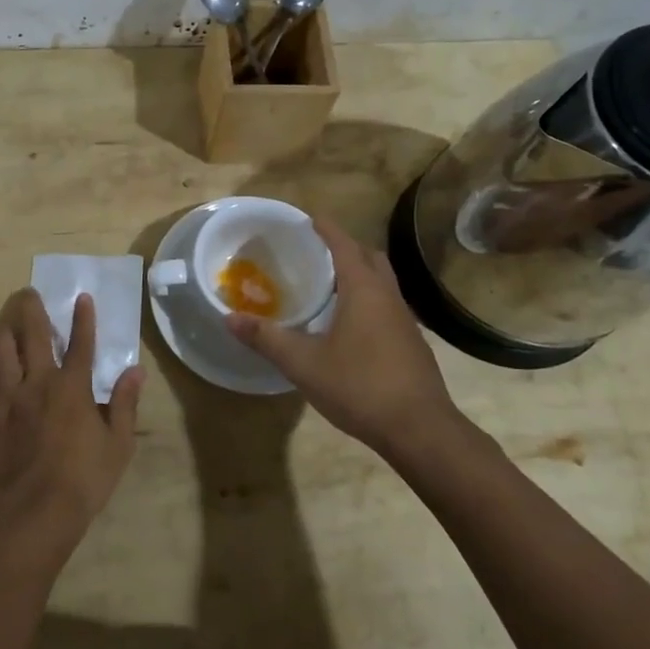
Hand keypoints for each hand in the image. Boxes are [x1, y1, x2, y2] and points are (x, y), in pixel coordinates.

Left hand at [0, 289, 142, 563]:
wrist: (29, 518)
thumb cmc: (82, 483)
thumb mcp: (117, 447)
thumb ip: (125, 405)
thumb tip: (135, 371)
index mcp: (72, 388)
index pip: (81, 343)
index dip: (84, 318)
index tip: (82, 296)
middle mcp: (37, 383)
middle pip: (32, 335)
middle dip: (31, 309)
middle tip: (28, 293)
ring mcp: (6, 399)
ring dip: (1, 334)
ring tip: (4, 328)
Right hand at [225, 217, 458, 456]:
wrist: (420, 429)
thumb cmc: (360, 386)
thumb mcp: (303, 363)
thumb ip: (266, 338)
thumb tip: (229, 317)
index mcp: (364, 289)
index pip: (344, 244)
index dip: (326, 229)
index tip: (309, 218)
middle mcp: (388, 296)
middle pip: (369, 257)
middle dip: (345, 248)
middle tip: (316, 252)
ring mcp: (405, 320)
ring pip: (382, 282)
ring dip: (359, 274)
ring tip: (329, 286)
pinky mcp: (411, 343)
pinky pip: (387, 306)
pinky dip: (368, 300)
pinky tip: (349, 325)